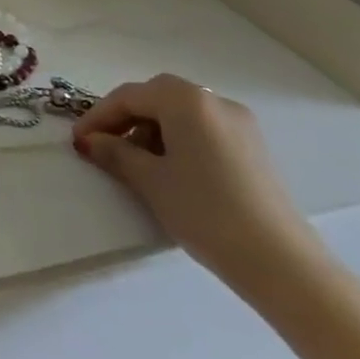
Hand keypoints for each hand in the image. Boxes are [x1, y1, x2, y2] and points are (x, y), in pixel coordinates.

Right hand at [71, 74, 322, 291]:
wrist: (281, 262)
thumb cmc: (205, 211)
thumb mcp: (150, 180)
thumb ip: (115, 153)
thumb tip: (90, 140)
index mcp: (186, 100)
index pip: (129, 96)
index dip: (98, 116)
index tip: (78, 141)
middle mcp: (214, 101)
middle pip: (156, 97)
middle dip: (125, 118)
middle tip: (103, 146)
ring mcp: (240, 124)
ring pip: (181, 113)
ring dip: (151, 130)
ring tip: (135, 163)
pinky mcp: (253, 148)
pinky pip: (203, 130)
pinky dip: (178, 140)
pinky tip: (170, 170)